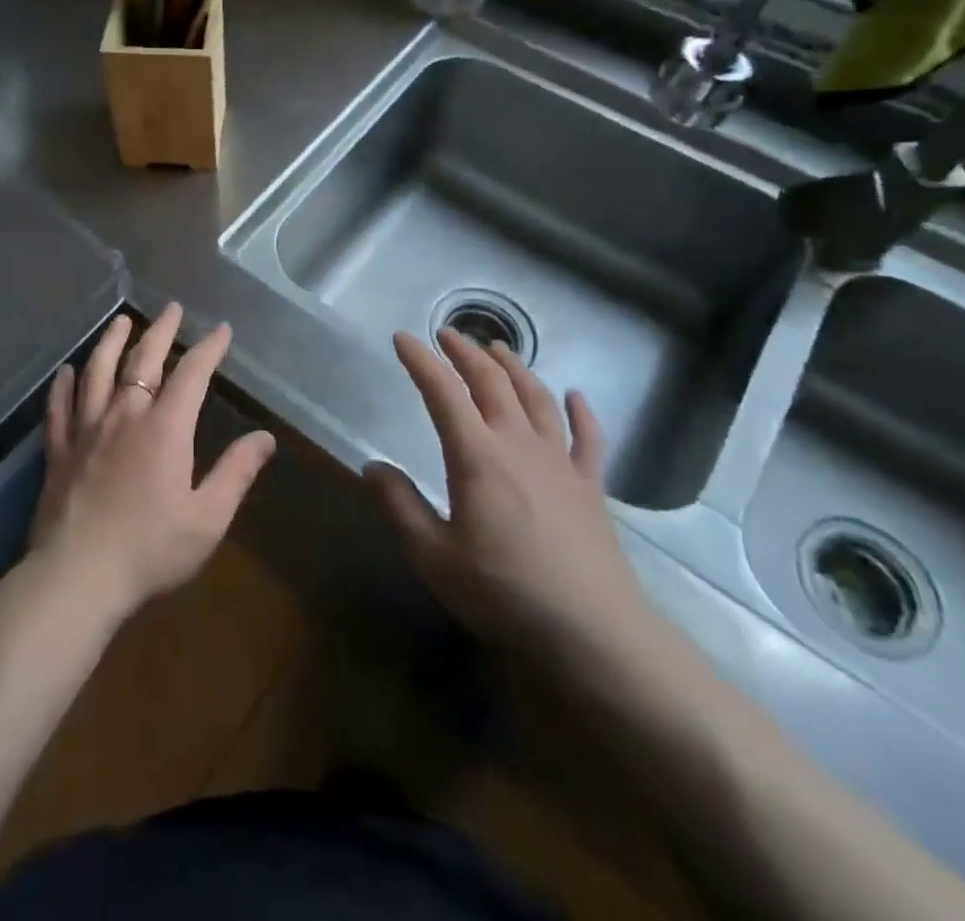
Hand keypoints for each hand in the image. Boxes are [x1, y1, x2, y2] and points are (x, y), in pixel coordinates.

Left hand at [29, 303, 275, 619]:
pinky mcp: (58, 450)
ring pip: (98, 372)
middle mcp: (124, 415)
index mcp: (164, 428)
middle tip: (171, 308)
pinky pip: (59, 408)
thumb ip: (236, 473)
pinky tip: (66, 371)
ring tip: (121, 321)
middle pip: (142, 360)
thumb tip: (265, 438)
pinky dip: (63, 386)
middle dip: (161, 331)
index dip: (208, 349)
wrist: (77, 577)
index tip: (221, 330)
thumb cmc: (150, 549)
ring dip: (111, 343)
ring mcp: (86, 430)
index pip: (191, 374)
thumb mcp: (207, 517)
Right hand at [366, 330, 663, 669]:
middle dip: (466, 353)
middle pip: (492, 383)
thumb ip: (400, 506)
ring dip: (515, 368)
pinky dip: (581, 412)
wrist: (592, 630)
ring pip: (537, 398)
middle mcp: (518, 444)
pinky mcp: (591, 485)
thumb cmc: (504, 592)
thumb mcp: (434, 555)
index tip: (404, 338)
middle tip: (448, 334)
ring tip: (498, 349)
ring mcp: (560, 461)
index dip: (421, 361)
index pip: (443, 393)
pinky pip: (588, 437)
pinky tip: (575, 397)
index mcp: (477, 456)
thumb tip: (372, 466)